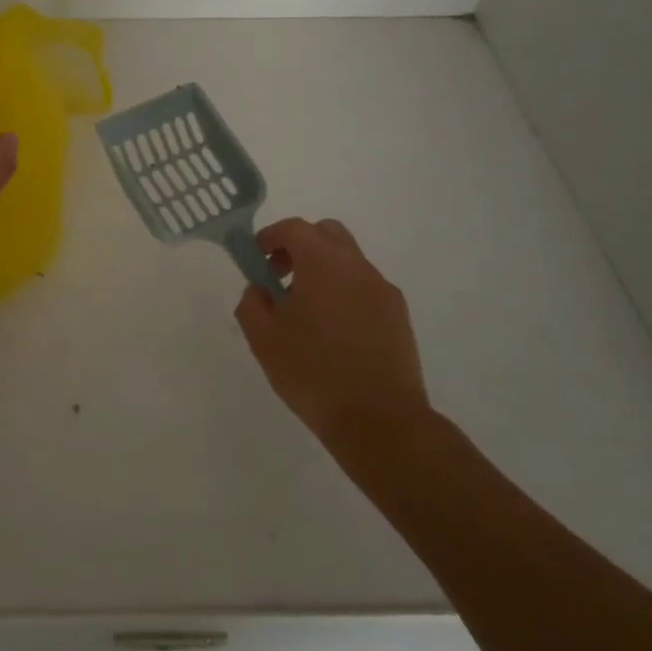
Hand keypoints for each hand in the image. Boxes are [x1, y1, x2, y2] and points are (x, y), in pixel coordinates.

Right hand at [234, 218, 433, 459]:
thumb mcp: (264, 340)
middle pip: (327, 234)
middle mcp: (358, 268)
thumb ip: (253, 304)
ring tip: (305, 312)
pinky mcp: (399, 317)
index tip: (256, 258)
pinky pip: (365, 288)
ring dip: (323, 271)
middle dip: (300, 246)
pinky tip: (333, 332)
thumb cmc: (313, 373)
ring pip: (349, 261)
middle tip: (280, 277)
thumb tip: (259, 290)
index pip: (295, 229)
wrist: (380, 421)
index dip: (270, 237)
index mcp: (323, 264)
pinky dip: (344, 292)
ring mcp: (383, 291)